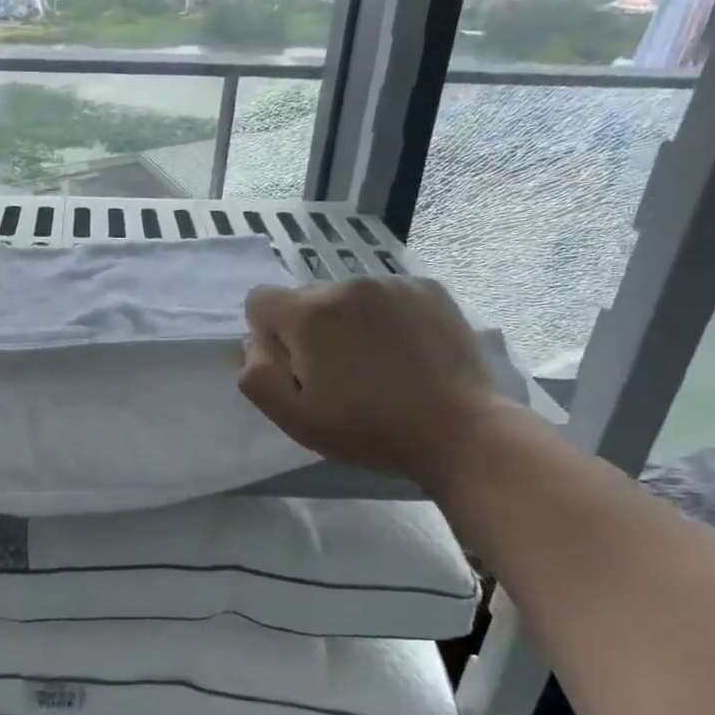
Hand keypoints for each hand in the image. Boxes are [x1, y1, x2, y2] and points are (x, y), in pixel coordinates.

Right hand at [239, 276, 506, 485]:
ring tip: (378, 364)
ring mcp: (393, 283)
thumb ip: (256, 375)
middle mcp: (347, 285)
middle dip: (310, 330)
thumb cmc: (368, 430)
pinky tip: (407, 351)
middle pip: (306, 299)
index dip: (269, 335)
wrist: (460, 431)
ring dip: (349, 322)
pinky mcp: (429, 289)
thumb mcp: (295, 419)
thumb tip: (254, 343)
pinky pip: (387, 295)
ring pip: (348, 297)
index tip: (296, 367)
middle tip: (340, 374)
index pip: (260, 300)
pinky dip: (386, 317)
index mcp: (309, 314)